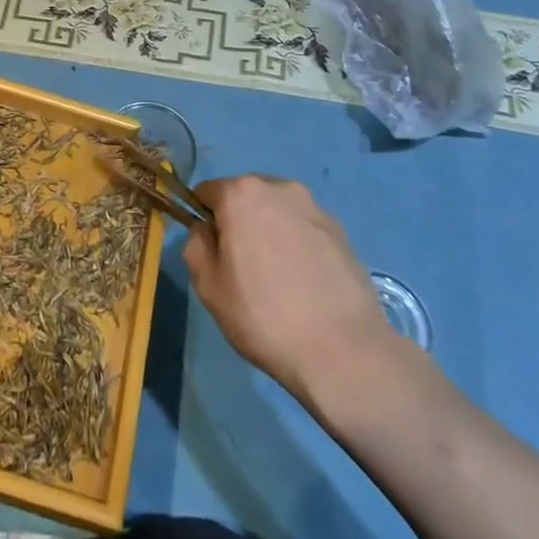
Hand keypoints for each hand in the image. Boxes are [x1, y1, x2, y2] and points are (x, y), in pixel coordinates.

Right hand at [183, 176, 406, 400]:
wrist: (343, 350)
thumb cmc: (263, 316)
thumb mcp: (208, 286)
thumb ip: (195, 245)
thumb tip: (206, 231)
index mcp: (241, 193)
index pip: (206, 193)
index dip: (203, 220)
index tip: (210, 253)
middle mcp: (279, 188)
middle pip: (245, 197)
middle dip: (238, 223)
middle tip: (242, 269)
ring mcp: (314, 207)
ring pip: (277, 212)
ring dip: (270, 232)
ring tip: (278, 279)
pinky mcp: (341, 231)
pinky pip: (304, 229)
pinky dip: (298, 245)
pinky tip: (305, 284)